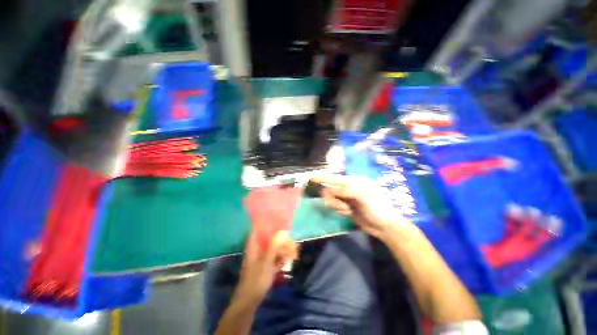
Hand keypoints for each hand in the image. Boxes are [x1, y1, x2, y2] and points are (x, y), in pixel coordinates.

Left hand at [234, 230, 298, 304]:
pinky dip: (281, 258)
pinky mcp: (264, 266)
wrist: (248, 302)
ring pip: (273, 249)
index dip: (269, 225)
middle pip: (270, 239)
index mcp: (254, 245)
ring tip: (294, 254)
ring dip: (283, 250)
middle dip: (282, 241)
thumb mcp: (266, 262)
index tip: (281, 225)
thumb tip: (283, 231)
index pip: (260, 229)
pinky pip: (274, 258)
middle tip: (293, 246)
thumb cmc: (256, 280)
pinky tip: (288, 261)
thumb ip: (274, 246)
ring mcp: (261, 258)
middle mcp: (257, 249)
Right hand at [312, 175, 408, 238]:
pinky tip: (349, 213)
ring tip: (347, 211)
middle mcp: (349, 188)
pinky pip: (335, 206)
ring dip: (337, 206)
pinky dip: (340, 210)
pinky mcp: (346, 207)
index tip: (311, 178)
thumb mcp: (363, 196)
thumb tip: (330, 188)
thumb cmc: (377, 208)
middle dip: (334, 199)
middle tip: (342, 207)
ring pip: (332, 199)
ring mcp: (347, 198)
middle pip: (331, 190)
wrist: (384, 227)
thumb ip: (346, 190)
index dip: (323, 178)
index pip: (335, 178)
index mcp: (354, 181)